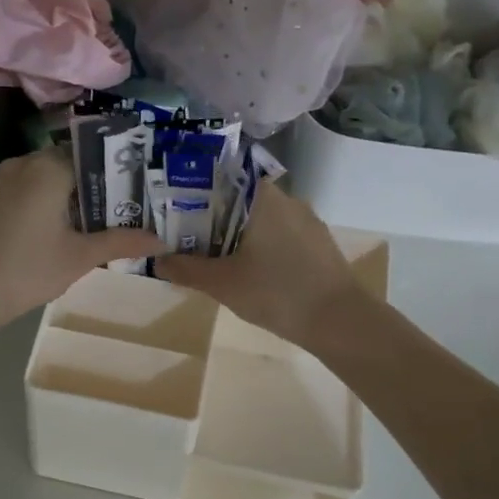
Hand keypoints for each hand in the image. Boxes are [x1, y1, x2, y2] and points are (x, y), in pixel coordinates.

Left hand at [0, 149, 160, 332]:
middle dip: (78, 189)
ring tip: (61, 232)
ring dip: (48, 198)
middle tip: (95, 220)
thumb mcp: (79, 258)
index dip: (106, 176)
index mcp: (47, 169)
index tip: (119, 200)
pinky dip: (20, 208)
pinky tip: (22, 240)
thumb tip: (162, 241)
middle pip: (58, 167)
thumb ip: (121, 242)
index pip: (87, 157)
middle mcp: (16, 163)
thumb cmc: (27, 271)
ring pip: (29, 180)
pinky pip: (4, 194)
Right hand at [159, 183, 368, 348]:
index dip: (191, 190)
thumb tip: (157, 261)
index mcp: (262, 196)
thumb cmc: (277, 293)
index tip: (171, 208)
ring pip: (258, 218)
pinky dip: (258, 245)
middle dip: (209, 217)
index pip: (219, 177)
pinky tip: (247, 269)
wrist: (341, 321)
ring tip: (210, 256)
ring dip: (234, 234)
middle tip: (183, 237)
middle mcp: (286, 198)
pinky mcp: (317, 243)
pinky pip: (278, 234)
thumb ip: (186, 269)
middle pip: (237, 198)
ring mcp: (306, 220)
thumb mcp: (222, 284)